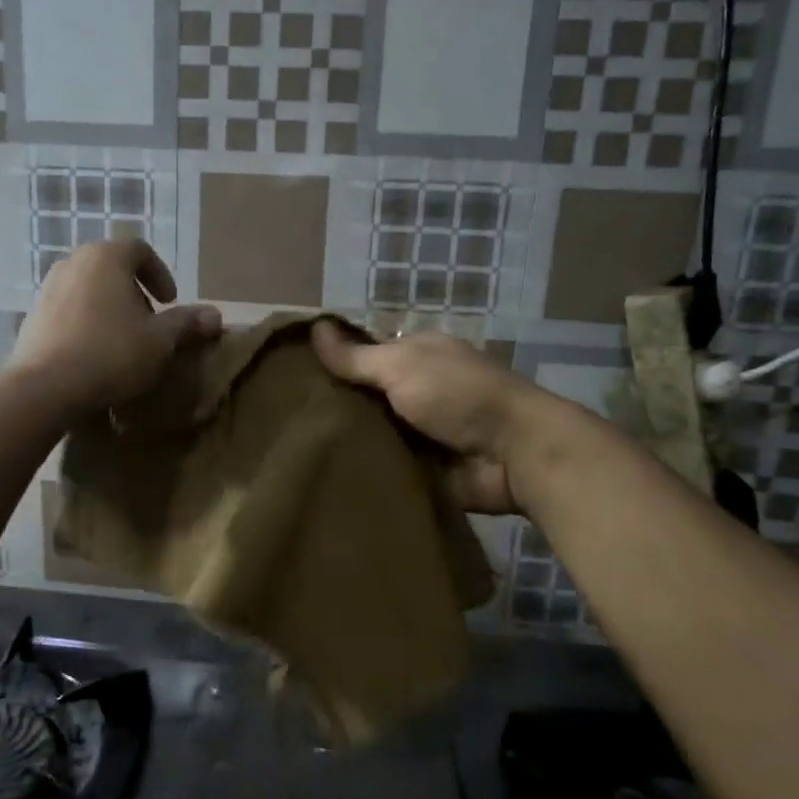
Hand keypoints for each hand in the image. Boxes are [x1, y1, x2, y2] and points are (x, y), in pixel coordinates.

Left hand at [12, 240, 221, 415]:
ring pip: (88, 289)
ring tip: (123, 341)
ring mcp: (47, 288)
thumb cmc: (112, 353)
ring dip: (110, 308)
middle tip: (149, 323)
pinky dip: (86, 323)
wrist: (46, 387)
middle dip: (135, 293)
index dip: (160, 274)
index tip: (170, 303)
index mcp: (106, 257)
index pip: (139, 250)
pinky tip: (94, 355)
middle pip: (112, 268)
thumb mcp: (161, 340)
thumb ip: (187, 322)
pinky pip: (68, 311)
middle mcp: (73, 262)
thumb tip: (215, 315)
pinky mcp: (32, 316)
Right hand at [312, 321, 543, 513]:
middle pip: (365, 397)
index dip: (332, 364)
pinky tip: (326, 472)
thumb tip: (314, 326)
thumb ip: (356, 356)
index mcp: (417, 356)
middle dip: (335, 407)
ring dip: (348, 442)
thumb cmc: (458, 395)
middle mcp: (418, 390)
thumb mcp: (401, 366)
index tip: (291, 378)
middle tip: (285, 420)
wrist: (513, 454)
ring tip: (297, 449)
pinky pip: (385, 466)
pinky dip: (365, 469)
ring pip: (372, 434)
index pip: (364, 356)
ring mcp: (422, 431)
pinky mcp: (424, 468)